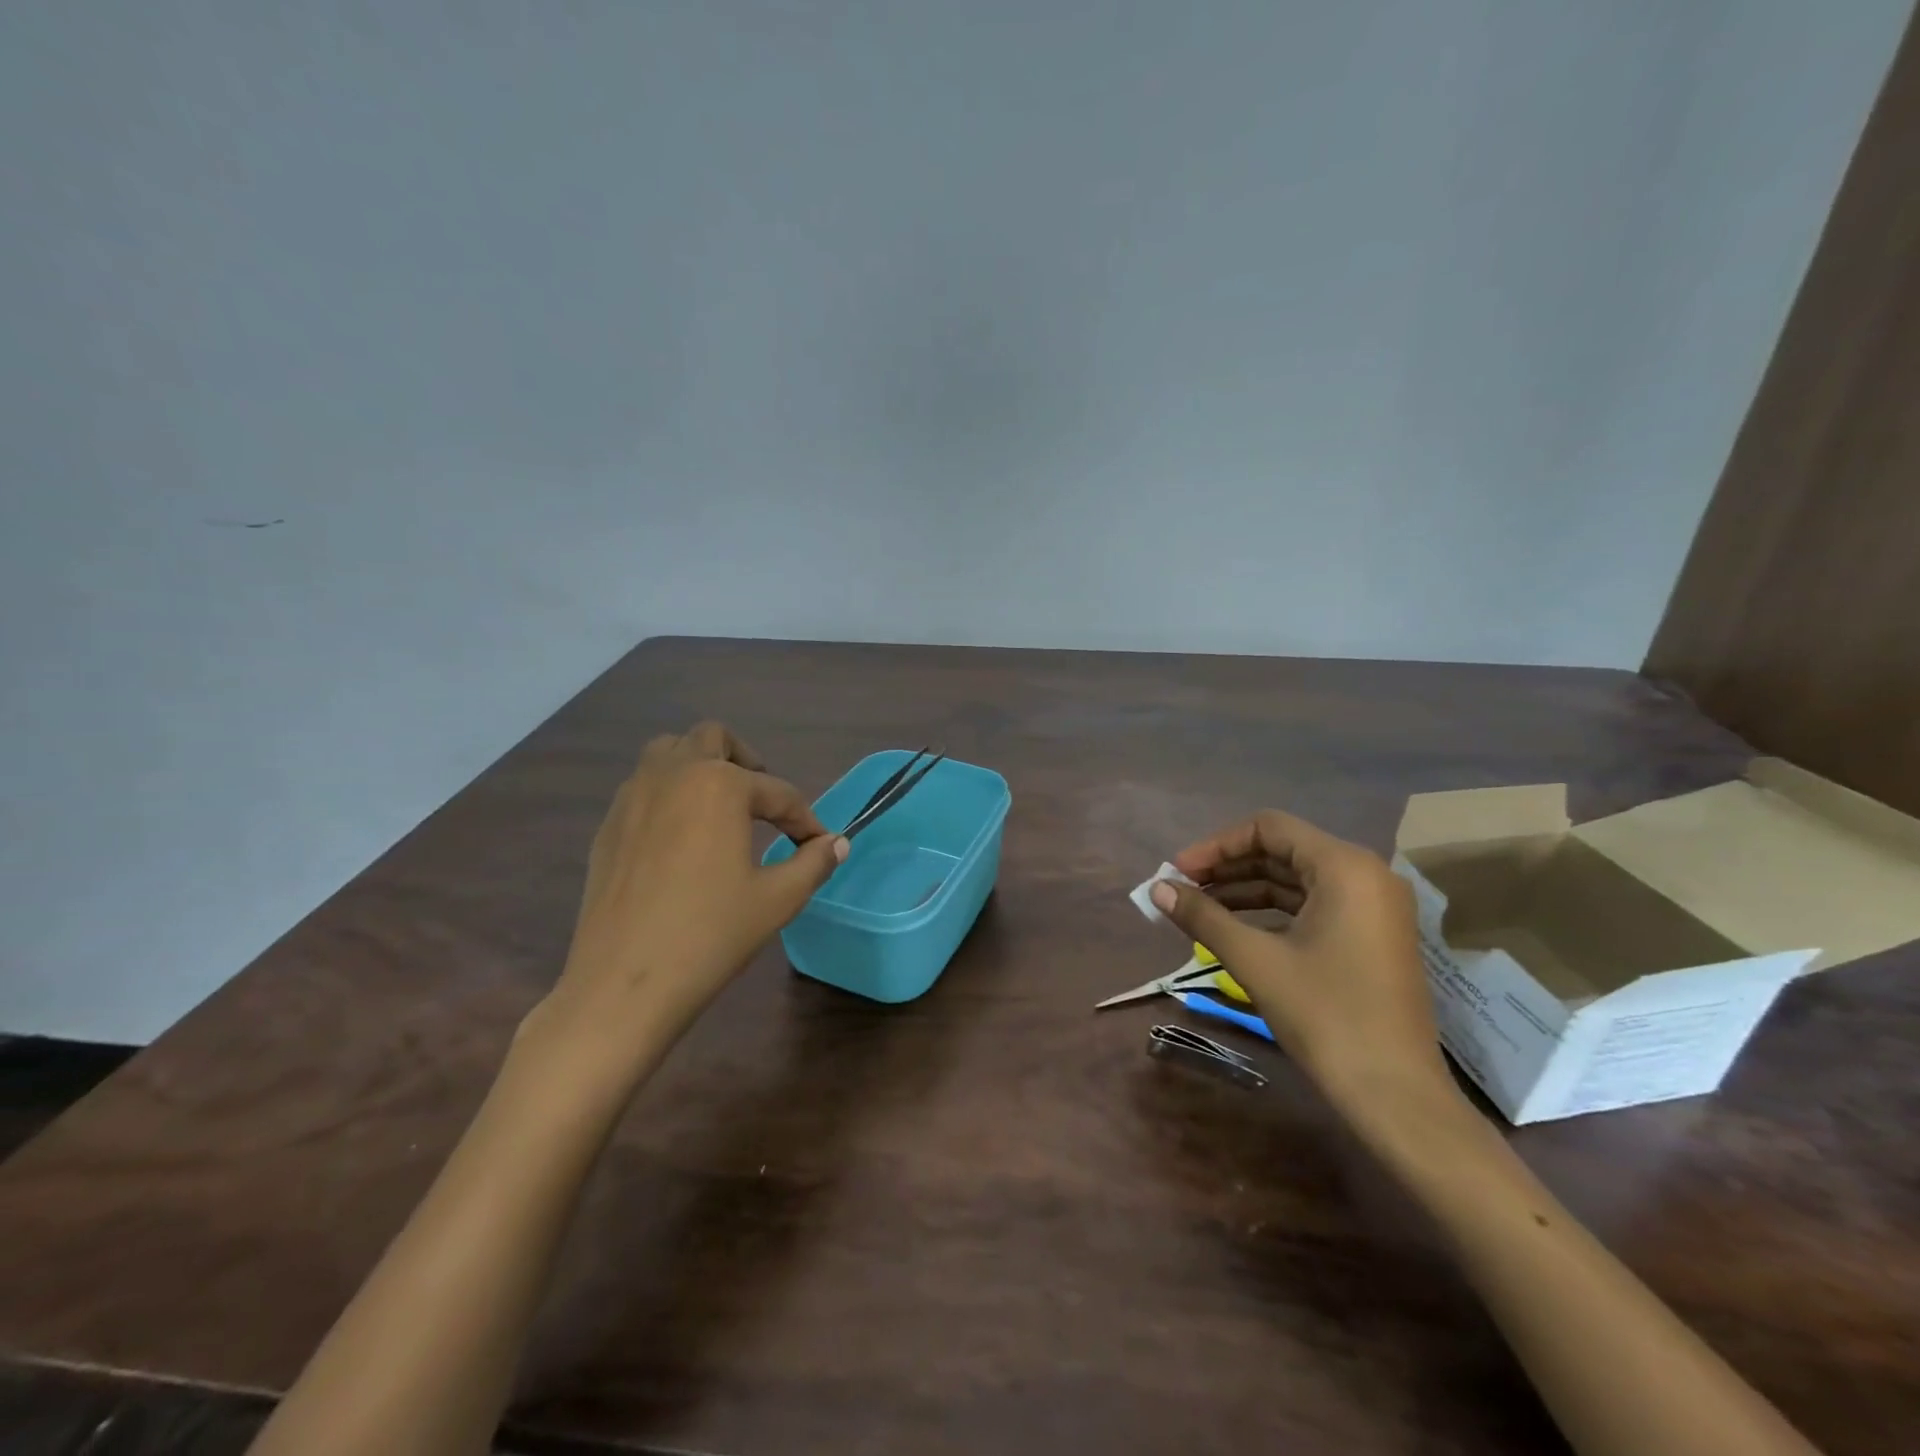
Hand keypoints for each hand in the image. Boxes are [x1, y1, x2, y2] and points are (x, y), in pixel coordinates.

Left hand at [538, 722, 847, 1067]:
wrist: (624, 984)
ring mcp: (632, 797)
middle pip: (714, 739)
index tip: (820, 845)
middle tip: (764, 803)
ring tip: (721, 806)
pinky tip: (681, 838)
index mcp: (720, 785)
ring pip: (669, 751)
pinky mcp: (608, 826)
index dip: (805, 820)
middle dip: (747, 763)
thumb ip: (814, 862)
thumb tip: (838, 843)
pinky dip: (670, 794)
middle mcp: (673, 775)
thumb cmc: (711, 935)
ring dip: (701, 766)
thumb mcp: (778, 899)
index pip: (778, 793)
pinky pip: (643, 786)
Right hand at [1149, 810, 1452, 1124]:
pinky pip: (1315, 905)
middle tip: (1182, 889)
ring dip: (1246, 890)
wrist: (1396, 1095)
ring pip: (1297, 880)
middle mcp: (1366, 875)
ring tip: (1199, 909)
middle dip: (1229, 868)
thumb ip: (1203, 917)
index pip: (1269, 828)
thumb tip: (1156, 888)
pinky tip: (1236, 929)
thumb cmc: (1326, 1016)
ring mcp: (1374, 907)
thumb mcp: (1256, 961)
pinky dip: (1273, 912)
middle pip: (1283, 850)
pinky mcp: (1373, 936)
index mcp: (1345, 867)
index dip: (1217, 845)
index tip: (1179, 872)